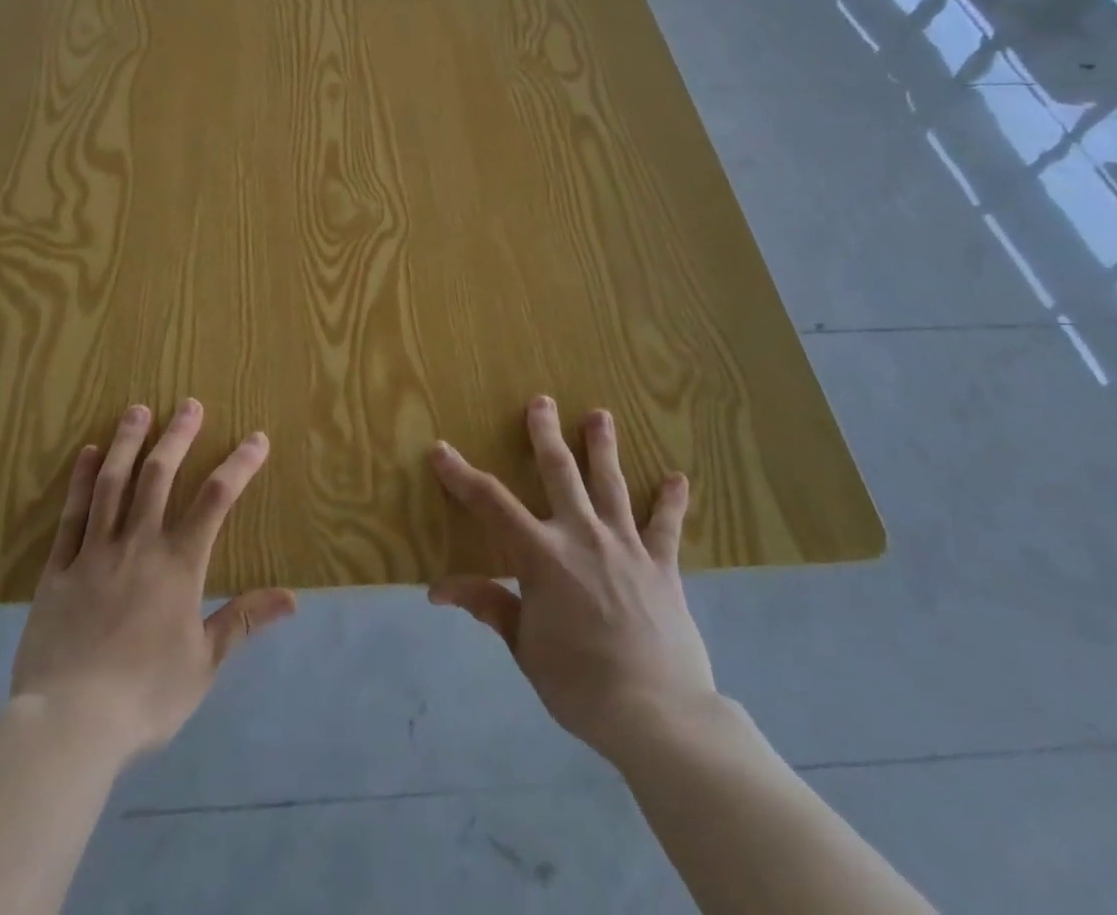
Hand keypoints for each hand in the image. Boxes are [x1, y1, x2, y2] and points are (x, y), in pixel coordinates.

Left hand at [9, 400, 296, 762]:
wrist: (70, 724)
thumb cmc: (145, 696)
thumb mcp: (204, 663)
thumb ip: (243, 621)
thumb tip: (292, 598)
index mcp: (179, 565)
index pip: (216, 500)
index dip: (239, 465)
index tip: (257, 438)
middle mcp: (139, 545)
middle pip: (160, 476)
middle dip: (178, 436)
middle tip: (188, 404)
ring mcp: (95, 553)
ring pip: (113, 484)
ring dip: (127, 443)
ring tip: (137, 410)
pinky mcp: (59, 569)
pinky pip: (71, 515)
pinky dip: (80, 480)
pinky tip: (87, 454)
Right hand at [427, 396, 714, 763]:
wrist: (659, 715)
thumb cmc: (580, 684)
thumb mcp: (525, 647)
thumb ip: (489, 605)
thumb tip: (439, 588)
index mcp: (541, 556)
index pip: (490, 504)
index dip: (461, 475)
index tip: (441, 450)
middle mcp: (581, 536)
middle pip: (559, 472)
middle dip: (546, 434)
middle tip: (542, 401)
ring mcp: (625, 546)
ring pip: (610, 485)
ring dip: (603, 448)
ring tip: (601, 415)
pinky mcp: (661, 566)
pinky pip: (665, 527)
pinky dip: (670, 502)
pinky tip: (677, 478)